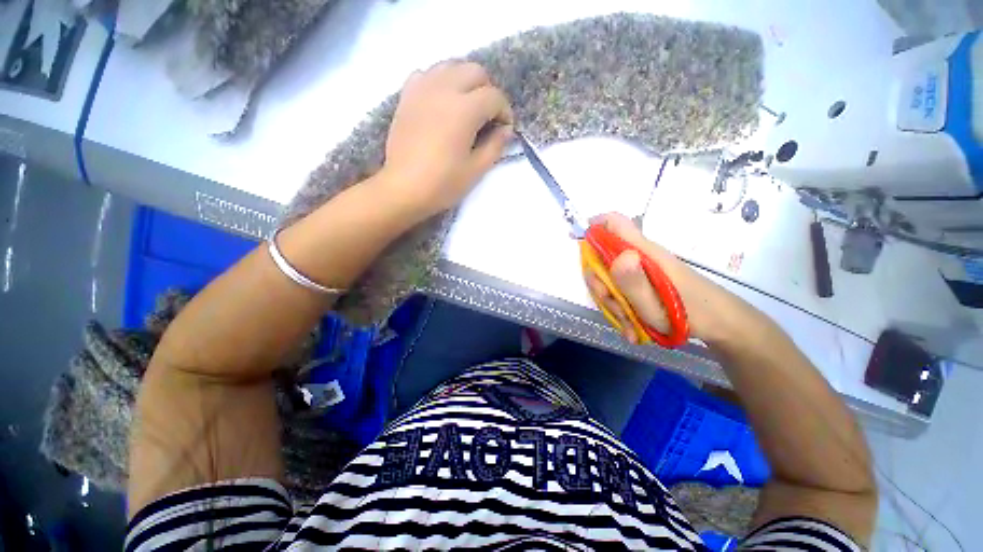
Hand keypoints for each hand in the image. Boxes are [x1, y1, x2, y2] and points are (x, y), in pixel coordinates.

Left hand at [382, 61, 514, 218]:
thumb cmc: (443, 183)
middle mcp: (444, 89)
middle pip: (474, 71)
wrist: (404, 188)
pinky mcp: (407, 96)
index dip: (505, 111)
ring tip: (466, 106)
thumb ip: (495, 146)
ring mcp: (422, 89)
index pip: (494, 96)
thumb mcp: (476, 170)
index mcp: (464, 110)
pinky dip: (440, 81)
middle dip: (487, 91)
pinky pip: (427, 74)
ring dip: (465, 81)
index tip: (504, 129)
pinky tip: (441, 101)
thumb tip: (506, 130)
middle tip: (487, 117)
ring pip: (450, 66)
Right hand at [584, 213, 736, 345]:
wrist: (721, 326)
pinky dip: (623, 311)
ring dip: (613, 303)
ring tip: (631, 325)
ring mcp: (640, 271)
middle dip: (600, 283)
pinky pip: (621, 292)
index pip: (613, 223)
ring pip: (610, 279)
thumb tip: (618, 255)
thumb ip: (634, 282)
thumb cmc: (692, 314)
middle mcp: (638, 257)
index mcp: (643, 252)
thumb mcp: (657, 305)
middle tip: (613, 304)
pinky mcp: (642, 283)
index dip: (592, 228)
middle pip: (603, 258)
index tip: (581, 247)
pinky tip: (634, 328)